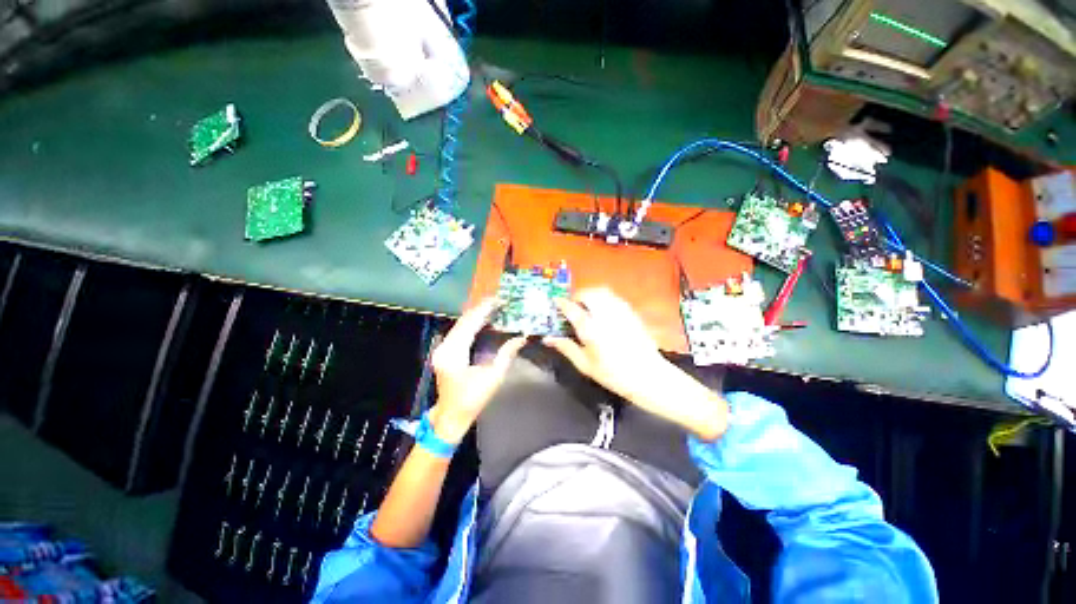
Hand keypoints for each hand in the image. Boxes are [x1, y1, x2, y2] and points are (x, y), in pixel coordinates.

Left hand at [429, 298, 525, 443]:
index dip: (484, 309)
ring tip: (495, 307)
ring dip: (477, 315)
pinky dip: (472, 324)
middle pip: (464, 321)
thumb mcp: (493, 377)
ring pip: (460, 324)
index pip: (470, 323)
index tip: (499, 299)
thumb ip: (507, 353)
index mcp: (454, 353)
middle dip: (481, 309)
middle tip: (500, 301)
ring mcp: (442, 348)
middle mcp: (445, 347)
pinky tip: (484, 320)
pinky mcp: (445, 351)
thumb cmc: (472, 400)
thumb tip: (522, 336)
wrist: (451, 417)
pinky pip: (459, 331)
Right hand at [544, 288, 727, 439]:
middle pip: (588, 293)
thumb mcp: (585, 365)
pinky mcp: (631, 312)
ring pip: (602, 291)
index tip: (556, 302)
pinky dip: (604, 297)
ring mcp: (620, 311)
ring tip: (587, 304)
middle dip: (578, 295)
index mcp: (591, 330)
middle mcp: (605, 315)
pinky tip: (603, 309)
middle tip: (573, 304)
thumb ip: (567, 348)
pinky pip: (614, 297)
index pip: (572, 309)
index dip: (562, 303)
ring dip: (591, 293)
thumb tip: (548, 339)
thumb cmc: (613, 374)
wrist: (648, 376)